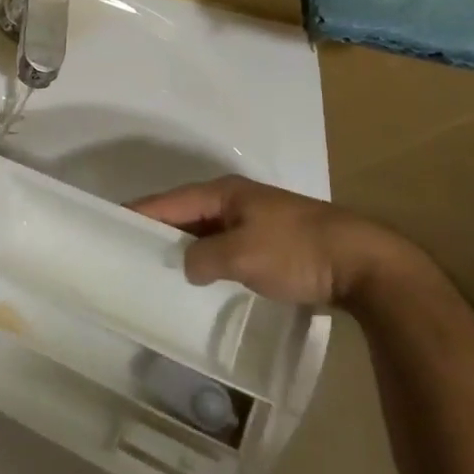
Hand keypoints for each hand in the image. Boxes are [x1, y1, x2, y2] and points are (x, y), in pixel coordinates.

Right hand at [130, 175, 415, 308]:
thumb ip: (204, 258)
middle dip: (158, 230)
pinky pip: (225, 246)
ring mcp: (255, 221)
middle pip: (185, 214)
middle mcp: (235, 200)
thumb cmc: (296, 251)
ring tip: (157, 268)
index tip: (109, 224)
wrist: (364, 263)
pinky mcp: (271, 243)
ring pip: (206, 231)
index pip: (168, 201)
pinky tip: (200, 279)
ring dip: (184, 247)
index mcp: (224, 193)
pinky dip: (207, 259)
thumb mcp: (242, 255)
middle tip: (127, 251)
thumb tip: (187, 265)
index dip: (139, 213)